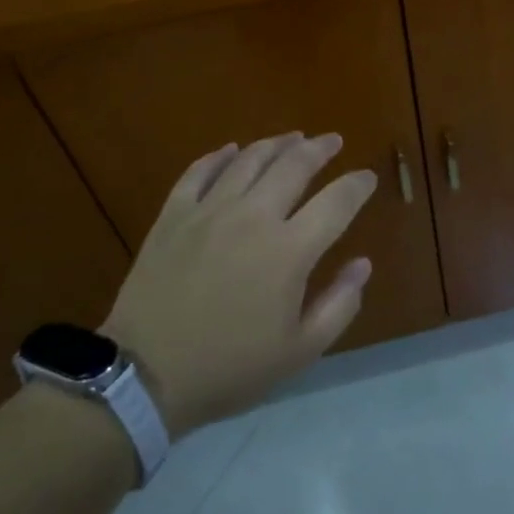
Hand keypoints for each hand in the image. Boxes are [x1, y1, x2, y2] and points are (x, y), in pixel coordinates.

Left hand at [103, 133, 376, 437]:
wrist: (146, 376)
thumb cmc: (230, 368)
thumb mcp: (299, 351)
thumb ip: (339, 304)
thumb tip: (362, 264)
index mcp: (289, 251)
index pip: (336, 203)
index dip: (357, 185)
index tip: (368, 177)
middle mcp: (253, 217)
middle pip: (293, 166)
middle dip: (319, 148)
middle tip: (332, 140)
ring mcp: (209, 211)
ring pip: (249, 160)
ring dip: (276, 144)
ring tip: (292, 137)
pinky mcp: (173, 215)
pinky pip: (199, 171)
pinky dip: (220, 156)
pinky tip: (232, 150)